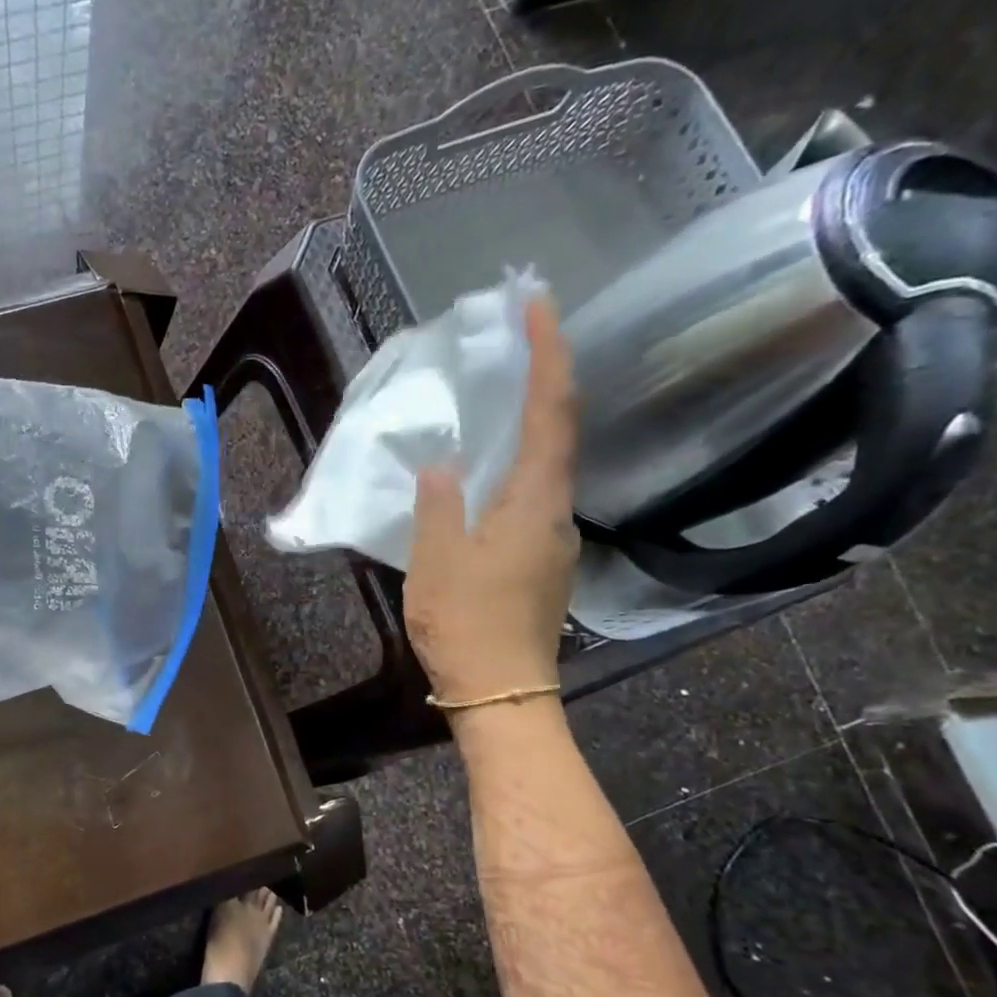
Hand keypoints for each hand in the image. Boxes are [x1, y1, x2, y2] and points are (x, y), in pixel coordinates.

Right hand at [404, 298, 579, 702]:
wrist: (499, 691)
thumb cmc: (465, 623)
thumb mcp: (436, 560)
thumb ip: (438, 505)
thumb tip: (440, 463)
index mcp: (533, 503)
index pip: (550, 413)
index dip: (548, 355)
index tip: (538, 305)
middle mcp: (556, 512)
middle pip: (559, 430)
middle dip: (544, 377)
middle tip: (518, 338)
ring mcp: (552, 537)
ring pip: (546, 463)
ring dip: (530, 420)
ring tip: (498, 393)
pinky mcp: (539, 558)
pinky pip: (531, 492)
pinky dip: (516, 461)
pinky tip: (486, 467)